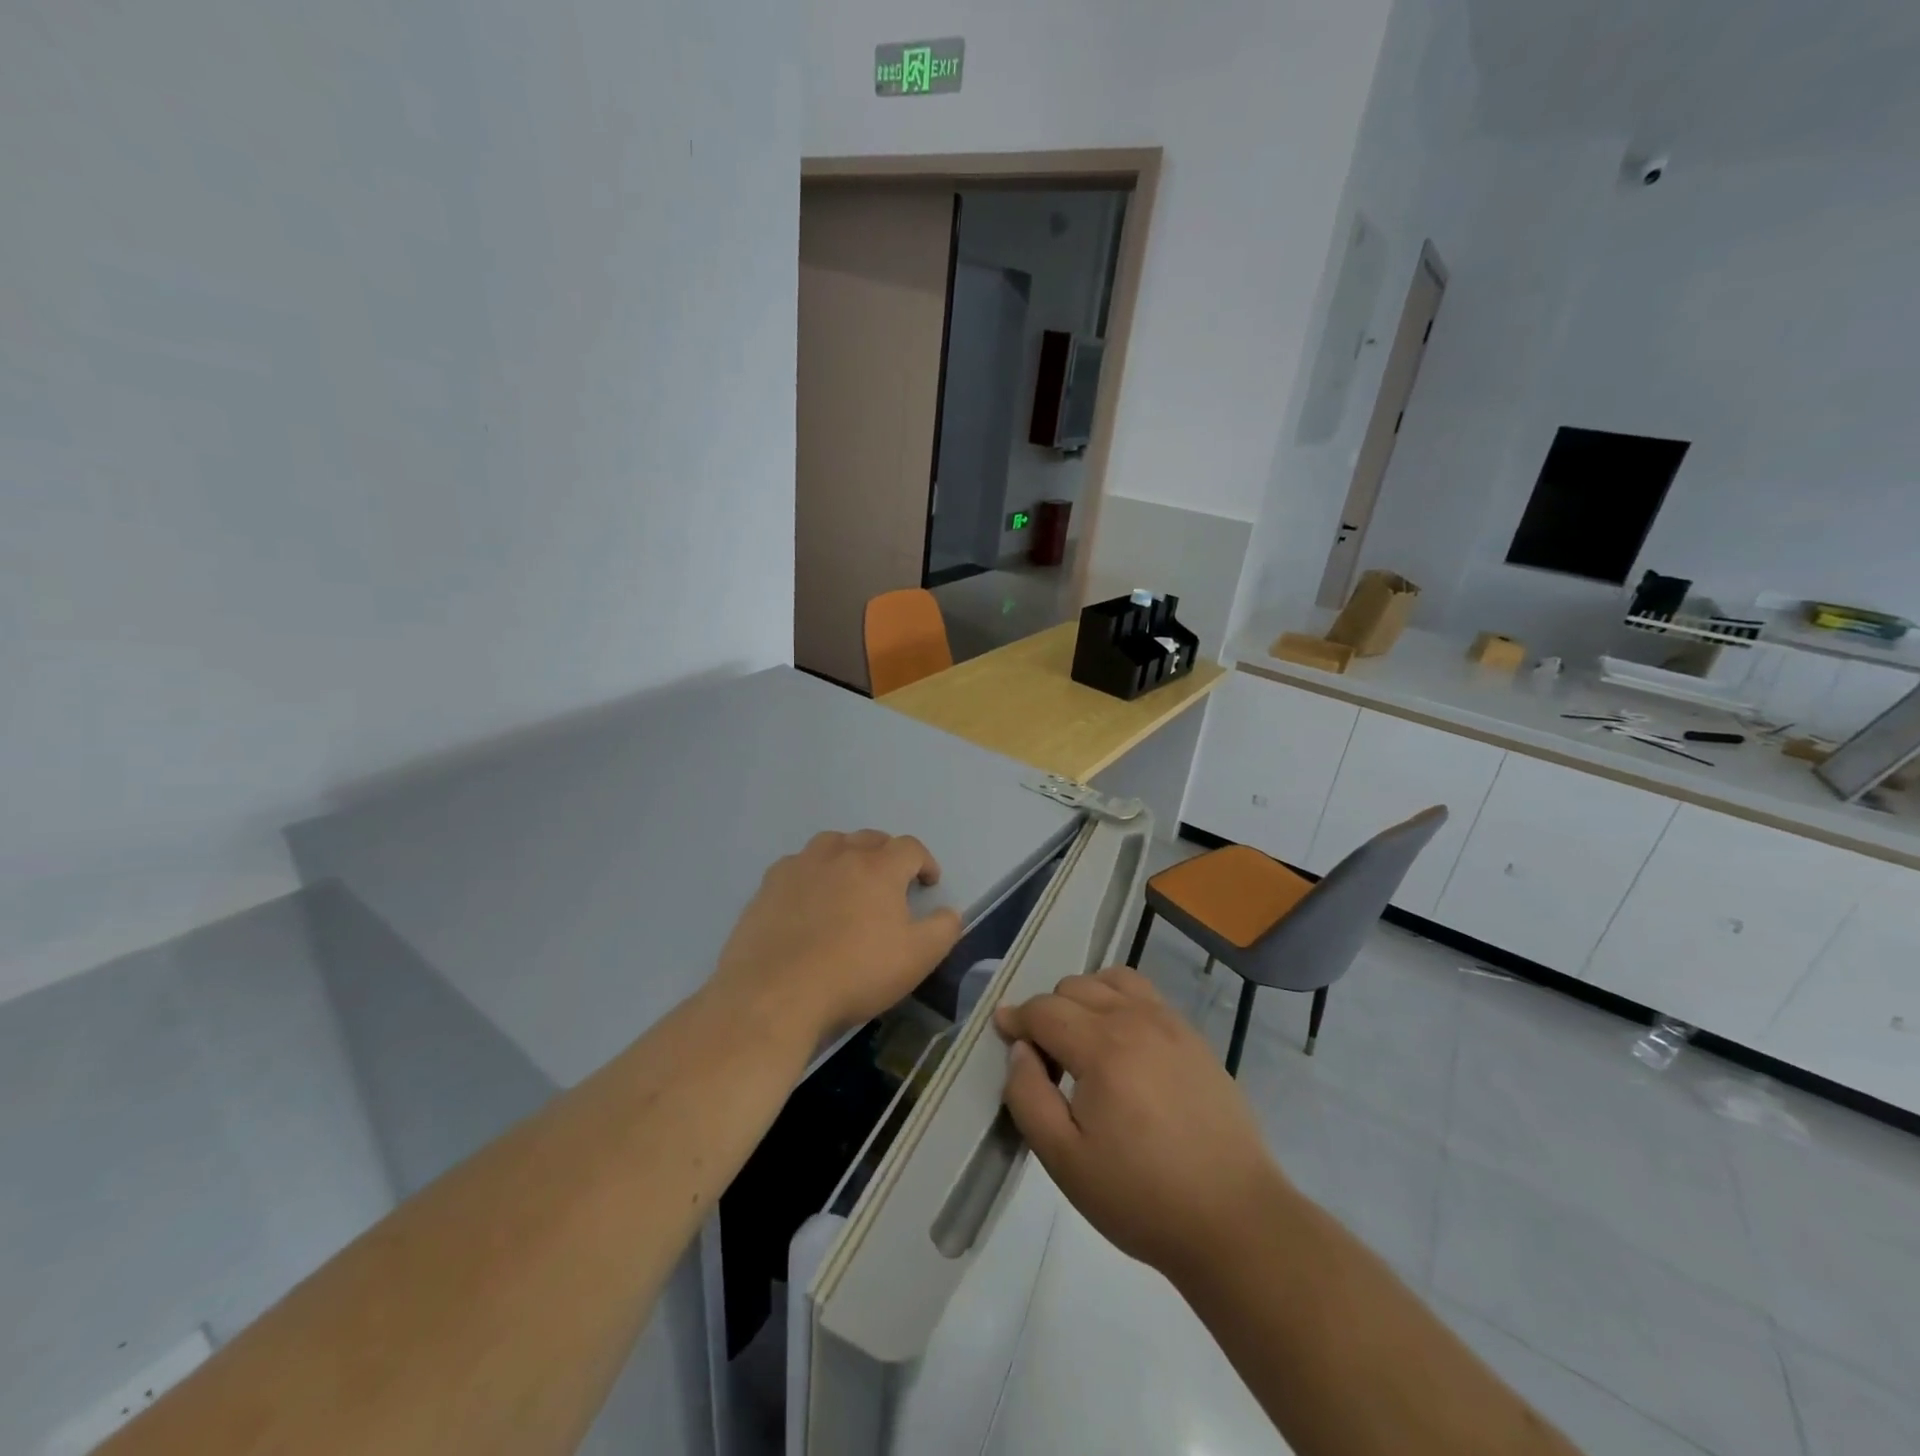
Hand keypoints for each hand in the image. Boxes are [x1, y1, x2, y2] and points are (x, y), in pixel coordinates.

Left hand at [712, 830, 962, 1038]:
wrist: (776, 994)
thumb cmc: (855, 973)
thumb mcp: (917, 958)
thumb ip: (943, 929)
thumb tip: (949, 912)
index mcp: (879, 867)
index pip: (910, 848)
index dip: (925, 862)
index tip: (928, 884)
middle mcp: (839, 855)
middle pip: (870, 839)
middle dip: (887, 855)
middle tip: (892, 882)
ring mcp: (799, 866)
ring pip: (831, 844)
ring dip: (847, 855)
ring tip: (850, 882)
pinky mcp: (768, 886)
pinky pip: (797, 865)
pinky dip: (811, 874)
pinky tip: (809, 900)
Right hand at [995, 967, 1282, 1281]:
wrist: (1234, 1220)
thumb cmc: (1141, 1196)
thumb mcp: (1064, 1160)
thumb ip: (1028, 1096)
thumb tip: (1019, 1049)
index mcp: (1102, 1047)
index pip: (1044, 1010)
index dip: (1016, 1018)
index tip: (1002, 1032)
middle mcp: (1135, 1019)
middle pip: (1075, 987)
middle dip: (1048, 1012)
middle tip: (1046, 1059)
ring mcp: (1170, 1023)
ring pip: (1111, 980)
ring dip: (1085, 998)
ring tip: (1082, 1040)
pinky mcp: (1194, 1037)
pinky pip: (1145, 994)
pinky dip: (1119, 1000)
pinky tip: (1121, 1043)